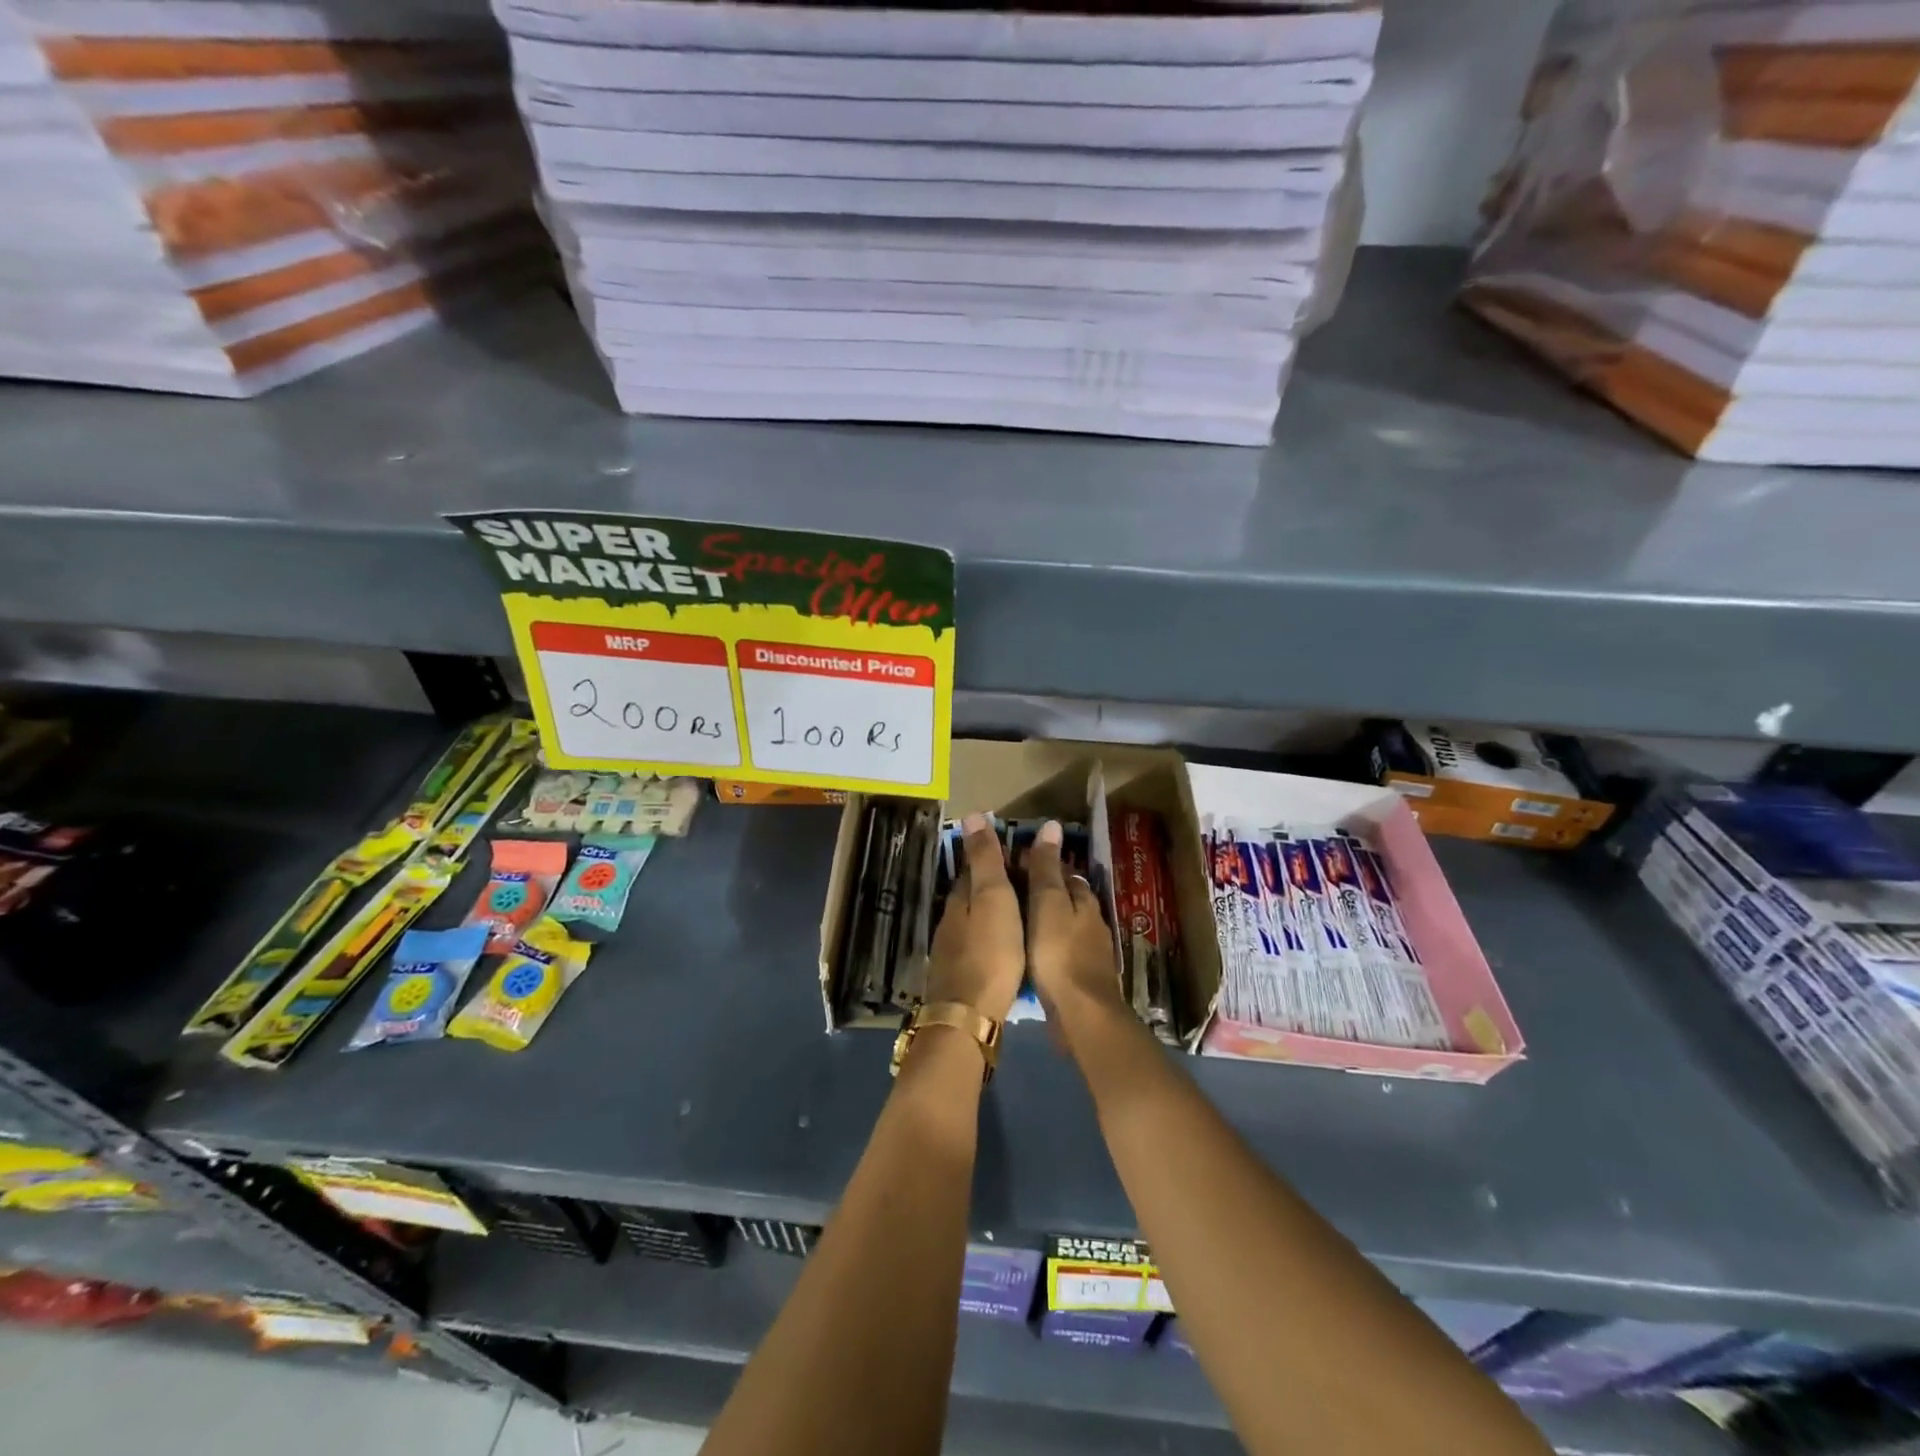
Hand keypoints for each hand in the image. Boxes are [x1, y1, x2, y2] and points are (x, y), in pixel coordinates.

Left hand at [925, 814, 1024, 1021]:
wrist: (968, 1016)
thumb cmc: (989, 951)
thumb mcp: (992, 898)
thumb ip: (984, 859)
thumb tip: (972, 814)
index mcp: (960, 899)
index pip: (974, 868)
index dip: (994, 858)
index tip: (1019, 852)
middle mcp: (951, 921)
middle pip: (973, 894)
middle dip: (994, 885)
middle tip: (1027, 882)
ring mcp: (951, 951)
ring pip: (974, 921)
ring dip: (994, 913)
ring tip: (1022, 913)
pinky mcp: (959, 976)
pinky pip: (978, 945)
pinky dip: (992, 937)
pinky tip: (1007, 947)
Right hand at [1025, 820, 1125, 1024]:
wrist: (1082, 1014)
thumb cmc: (1059, 953)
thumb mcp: (1047, 903)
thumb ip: (1046, 868)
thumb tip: (1051, 825)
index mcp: (1084, 901)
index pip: (1066, 873)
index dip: (1044, 866)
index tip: (1017, 863)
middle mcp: (1092, 922)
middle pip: (1069, 899)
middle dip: (1047, 893)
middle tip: (1013, 892)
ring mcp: (1091, 953)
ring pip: (1067, 926)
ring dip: (1049, 921)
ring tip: (1018, 922)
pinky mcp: (1084, 979)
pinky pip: (1064, 952)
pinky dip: (1050, 947)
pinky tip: (1034, 954)